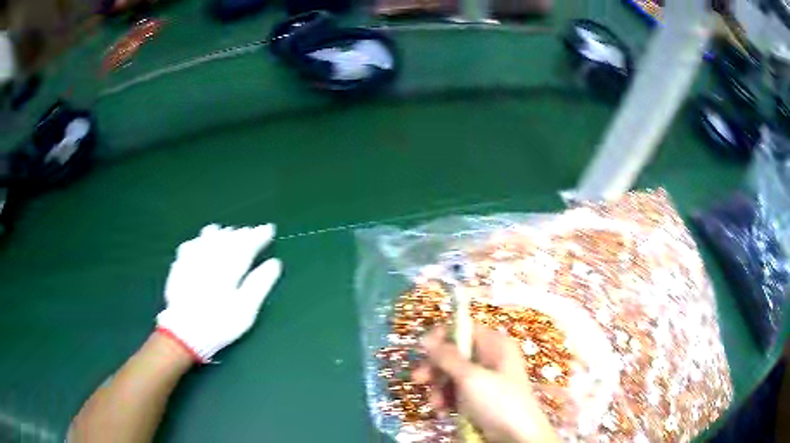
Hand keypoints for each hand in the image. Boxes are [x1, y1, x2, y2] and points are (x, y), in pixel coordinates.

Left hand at [156, 224, 281, 362]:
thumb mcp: (245, 309)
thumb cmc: (220, 323)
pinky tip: (197, 244)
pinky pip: (188, 247)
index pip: (246, 245)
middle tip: (250, 231)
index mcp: (228, 267)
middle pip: (226, 239)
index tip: (269, 229)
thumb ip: (259, 284)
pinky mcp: (178, 269)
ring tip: (225, 231)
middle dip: (240, 233)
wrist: (185, 334)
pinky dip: (197, 242)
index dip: (258, 236)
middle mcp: (210, 258)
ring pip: (206, 239)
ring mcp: (191, 261)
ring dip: (218, 234)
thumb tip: (274, 263)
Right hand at [414, 327, 559, 442]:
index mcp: (495, 345)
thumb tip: (426, 338)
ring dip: (439, 388)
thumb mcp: (471, 378)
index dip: (442, 336)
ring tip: (436, 405)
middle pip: (455, 353)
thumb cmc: (499, 402)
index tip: (423, 349)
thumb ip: (447, 357)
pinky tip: (443, 411)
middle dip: (435, 368)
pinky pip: (457, 392)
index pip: (464, 328)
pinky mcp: (480, 398)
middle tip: (418, 379)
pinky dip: (447, 400)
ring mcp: (485, 379)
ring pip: (452, 375)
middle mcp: (490, 358)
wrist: (517, 437)